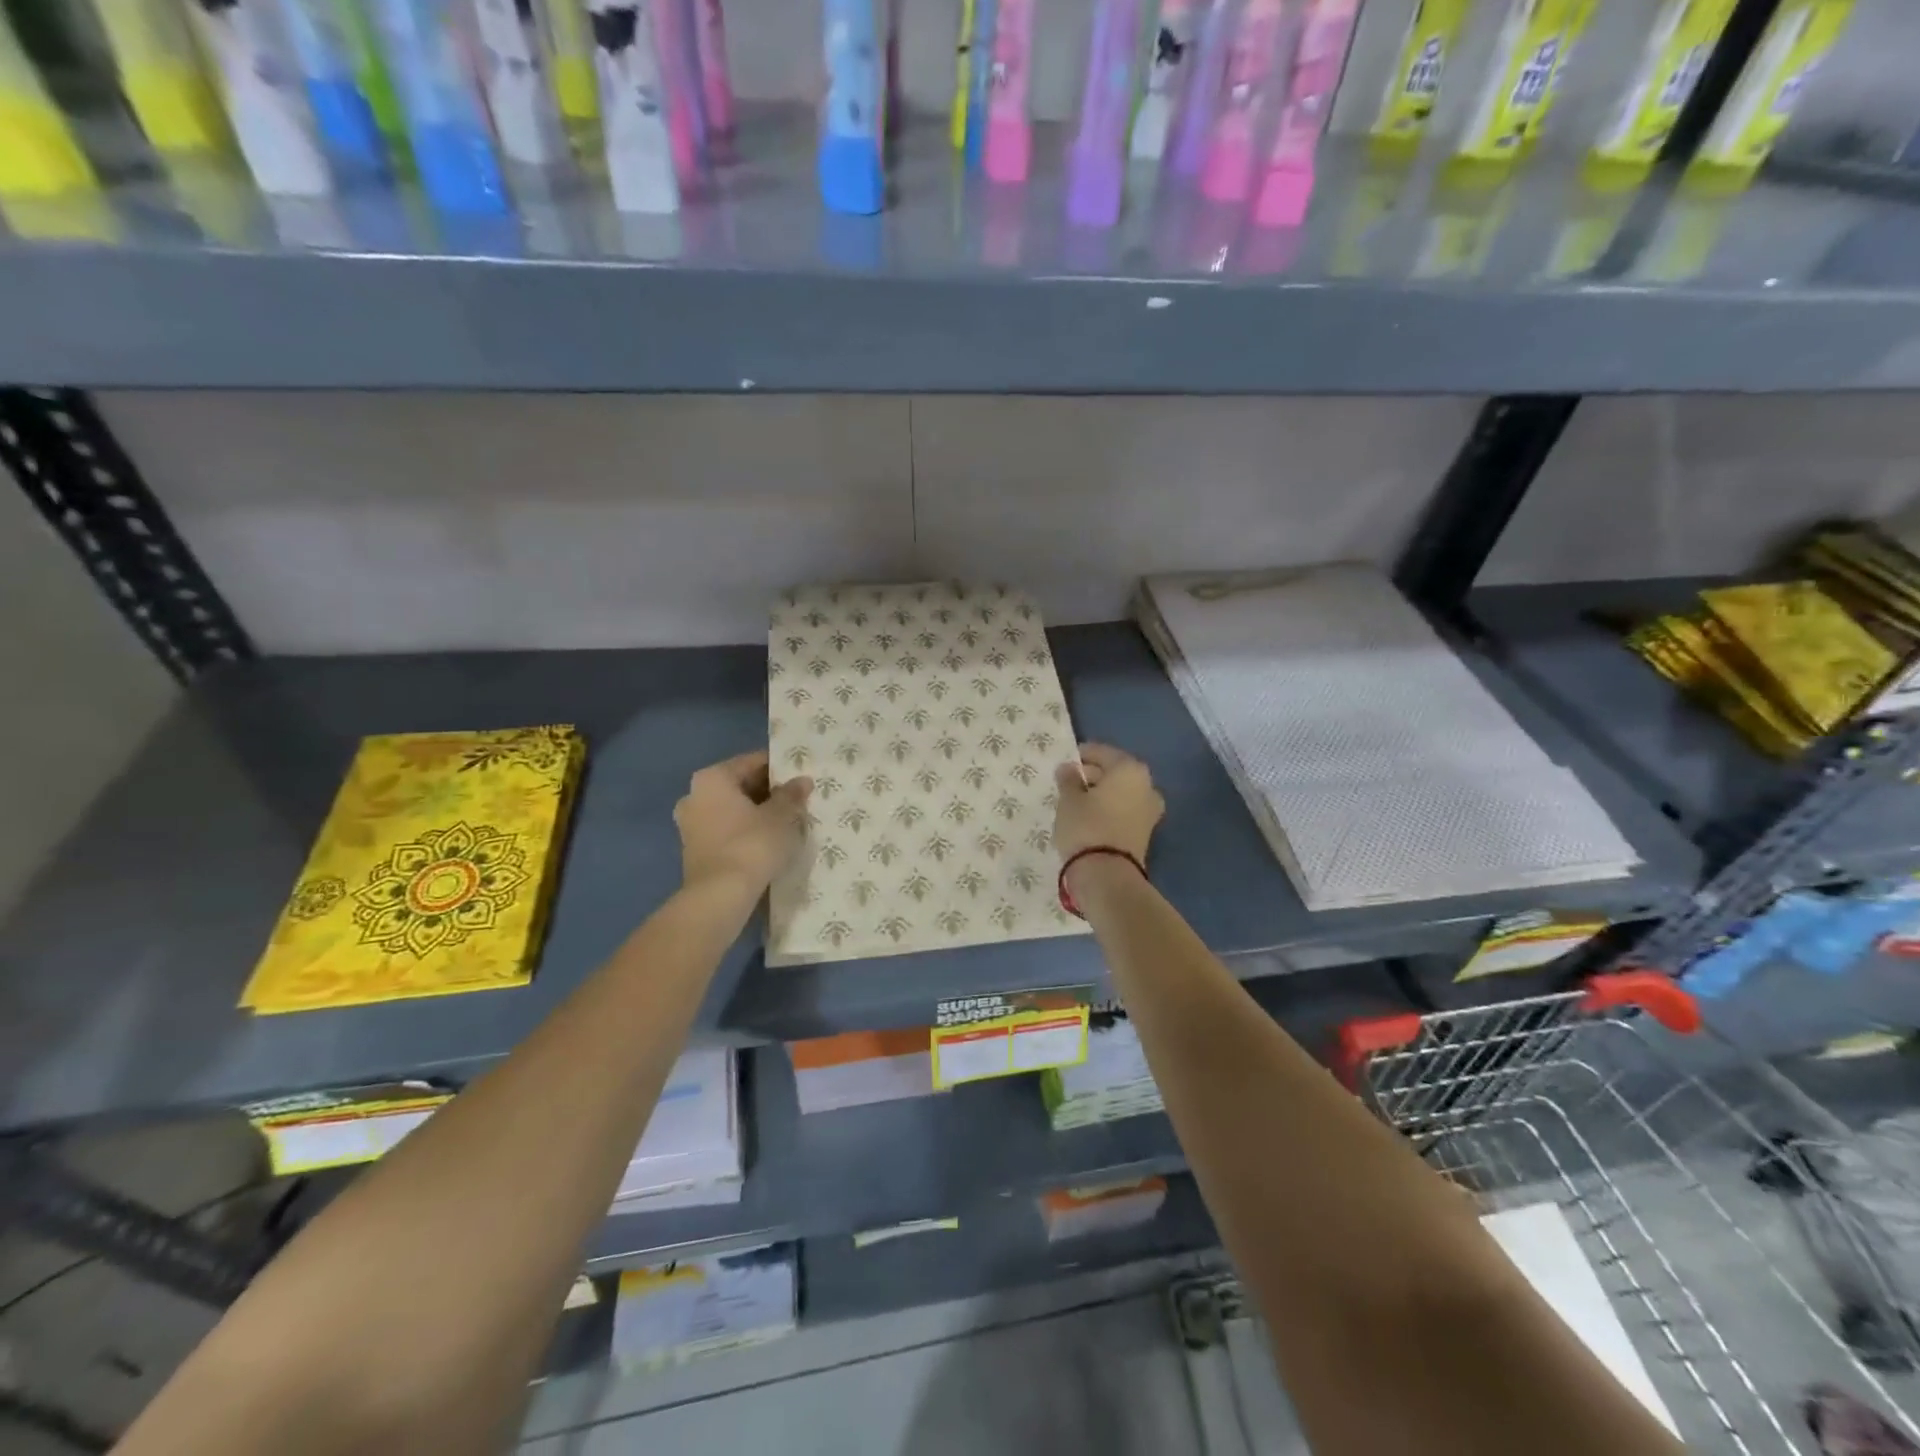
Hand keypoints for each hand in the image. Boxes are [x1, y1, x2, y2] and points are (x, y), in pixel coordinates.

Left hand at [674, 751, 812, 894]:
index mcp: (712, 778)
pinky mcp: (694, 850)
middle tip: (797, 799)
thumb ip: (791, 795)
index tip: (800, 776)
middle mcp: (694, 795)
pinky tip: (767, 841)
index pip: (752, 762)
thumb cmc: (752, 844)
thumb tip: (801, 781)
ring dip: (756, 813)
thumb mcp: (781, 816)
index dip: (779, 768)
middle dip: (767, 792)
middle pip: (739, 785)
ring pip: (732, 809)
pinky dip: (744, 831)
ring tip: (786, 822)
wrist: (720, 896)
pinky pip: (726, 830)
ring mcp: (690, 825)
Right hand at [1053, 743, 1163, 866]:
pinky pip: (1124, 811)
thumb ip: (1069, 779)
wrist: (1108, 875)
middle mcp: (1147, 786)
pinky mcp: (1145, 833)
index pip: (1103, 753)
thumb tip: (1068, 768)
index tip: (1066, 761)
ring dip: (1102, 794)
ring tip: (1076, 801)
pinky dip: (1109, 810)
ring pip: (1121, 793)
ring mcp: (1150, 811)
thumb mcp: (1069, 799)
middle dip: (1093, 775)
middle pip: (1116, 772)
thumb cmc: (1086, 826)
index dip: (1083, 754)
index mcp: (1130, 769)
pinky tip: (1090, 817)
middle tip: (1069, 781)